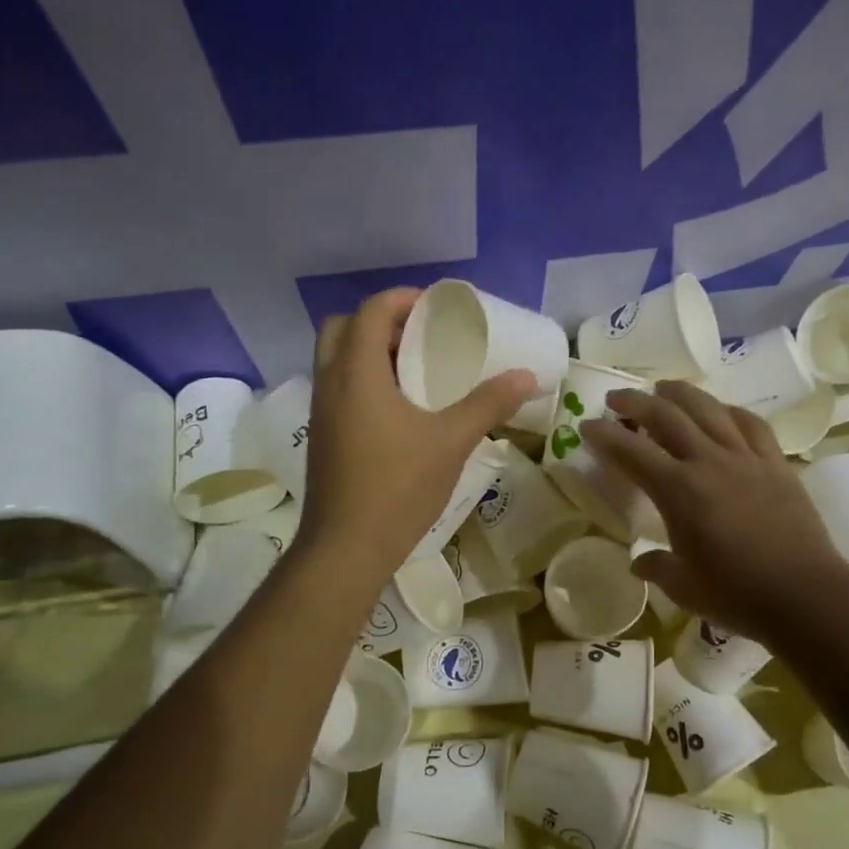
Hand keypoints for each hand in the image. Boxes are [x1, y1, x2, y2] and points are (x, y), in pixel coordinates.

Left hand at [297, 288, 537, 582]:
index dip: (402, 299)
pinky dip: (364, 380)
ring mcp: (321, 413)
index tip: (436, 308)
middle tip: (419, 336)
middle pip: (343, 328)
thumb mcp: (451, 441)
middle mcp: (330, 384)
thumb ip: (488, 404)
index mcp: (357, 373)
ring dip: (370, 352)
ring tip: (415, 370)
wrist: (346, 549)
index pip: (370, 311)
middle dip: (380, 322)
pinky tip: (400, 410)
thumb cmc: (398, 487)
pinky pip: (338, 389)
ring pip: (336, 360)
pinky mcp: (322, 438)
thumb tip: (527, 377)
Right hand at [582, 382, 848, 644]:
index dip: (604, 435)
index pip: (631, 451)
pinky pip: (750, 424)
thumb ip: (657, 567)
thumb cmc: (739, 596)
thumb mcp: (685, 587)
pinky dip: (728, 411)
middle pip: (666, 416)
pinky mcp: (776, 464)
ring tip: (662, 389)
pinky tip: (721, 411)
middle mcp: (709, 462)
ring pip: (708, 408)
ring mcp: (746, 458)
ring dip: (679, 393)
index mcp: (679, 492)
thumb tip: (639, 563)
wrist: (808, 597)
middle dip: (635, 402)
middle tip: (615, 399)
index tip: (587, 425)